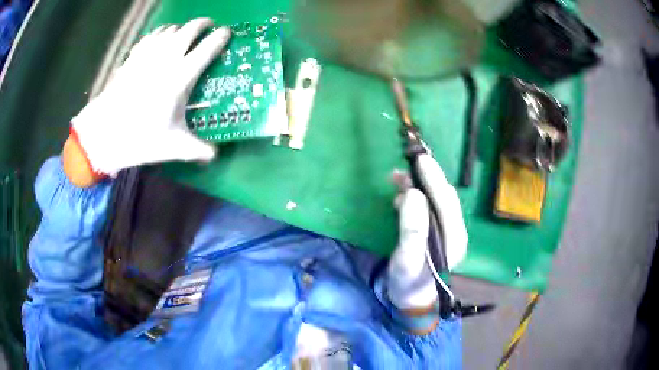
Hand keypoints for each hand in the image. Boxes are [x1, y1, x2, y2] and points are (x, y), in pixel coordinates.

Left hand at [69, 18, 230, 178]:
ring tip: (184, 34)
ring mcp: (148, 55)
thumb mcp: (173, 147)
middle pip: (190, 29)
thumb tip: (216, 156)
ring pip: (170, 29)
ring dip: (181, 28)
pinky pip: (151, 36)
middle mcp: (167, 59)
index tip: (227, 34)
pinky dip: (160, 33)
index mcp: (180, 78)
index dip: (220, 38)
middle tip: (208, 27)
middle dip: (203, 24)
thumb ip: (198, 150)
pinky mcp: (133, 57)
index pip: (207, 48)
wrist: (104, 132)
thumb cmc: (140, 138)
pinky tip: (160, 40)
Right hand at [387, 154, 467, 314]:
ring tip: (396, 178)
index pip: (447, 202)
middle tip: (408, 163)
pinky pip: (427, 206)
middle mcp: (454, 231)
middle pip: (443, 197)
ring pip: (435, 199)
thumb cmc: (408, 283)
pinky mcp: (435, 230)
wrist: (410, 299)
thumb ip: (413, 229)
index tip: (421, 161)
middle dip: (427, 178)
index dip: (434, 179)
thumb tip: (413, 193)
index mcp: (454, 239)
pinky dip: (413, 196)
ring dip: (418, 185)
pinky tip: (400, 194)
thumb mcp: (407, 261)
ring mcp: (446, 230)